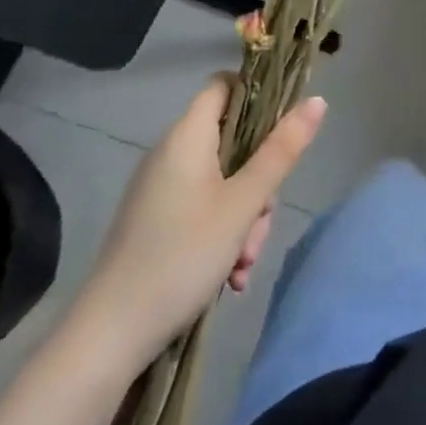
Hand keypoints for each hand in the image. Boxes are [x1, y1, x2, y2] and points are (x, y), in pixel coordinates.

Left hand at [69, 80, 325, 372]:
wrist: (107, 339)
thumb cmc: (181, 256)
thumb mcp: (244, 203)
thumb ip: (282, 150)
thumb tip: (317, 100)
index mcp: (187, 138)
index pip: (225, 85)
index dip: (258, 94)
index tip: (285, 125)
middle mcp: (171, 156)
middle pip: (234, 142)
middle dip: (260, 182)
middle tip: (261, 221)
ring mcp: (162, 191)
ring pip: (225, 183)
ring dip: (245, 218)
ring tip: (244, 263)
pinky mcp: (157, 223)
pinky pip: (204, 211)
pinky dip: (223, 235)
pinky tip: (231, 276)